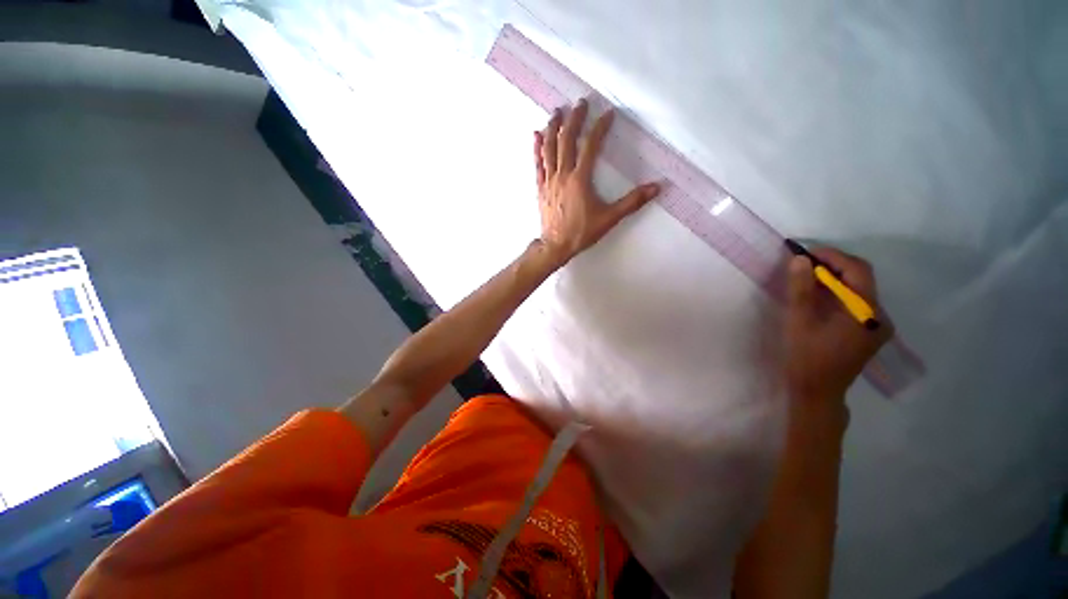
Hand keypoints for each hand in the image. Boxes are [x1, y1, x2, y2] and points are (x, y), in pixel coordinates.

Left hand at [534, 99, 659, 263]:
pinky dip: (537, 148)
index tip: (608, 114)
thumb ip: (632, 202)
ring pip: (549, 148)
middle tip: (580, 102)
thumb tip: (656, 188)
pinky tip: (536, 135)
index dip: (600, 127)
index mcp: (580, 179)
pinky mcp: (540, 188)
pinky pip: (538, 164)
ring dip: (553, 127)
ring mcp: (549, 180)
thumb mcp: (609, 218)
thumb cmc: (581, 232)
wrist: (556, 246)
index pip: (590, 146)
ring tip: (557, 111)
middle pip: (566, 140)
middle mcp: (562, 174)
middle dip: (574, 119)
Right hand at [784, 248, 892, 405]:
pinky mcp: (868, 332)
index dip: (833, 256)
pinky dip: (837, 293)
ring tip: (806, 277)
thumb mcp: (799, 322)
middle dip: (833, 266)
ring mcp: (876, 326)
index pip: (858, 271)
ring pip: (858, 290)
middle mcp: (879, 317)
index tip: (805, 252)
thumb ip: (801, 289)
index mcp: (867, 313)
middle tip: (803, 264)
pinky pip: (855, 303)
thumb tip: (799, 259)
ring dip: (834, 279)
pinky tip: (818, 296)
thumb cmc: (806, 358)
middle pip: (861, 279)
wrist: (817, 393)